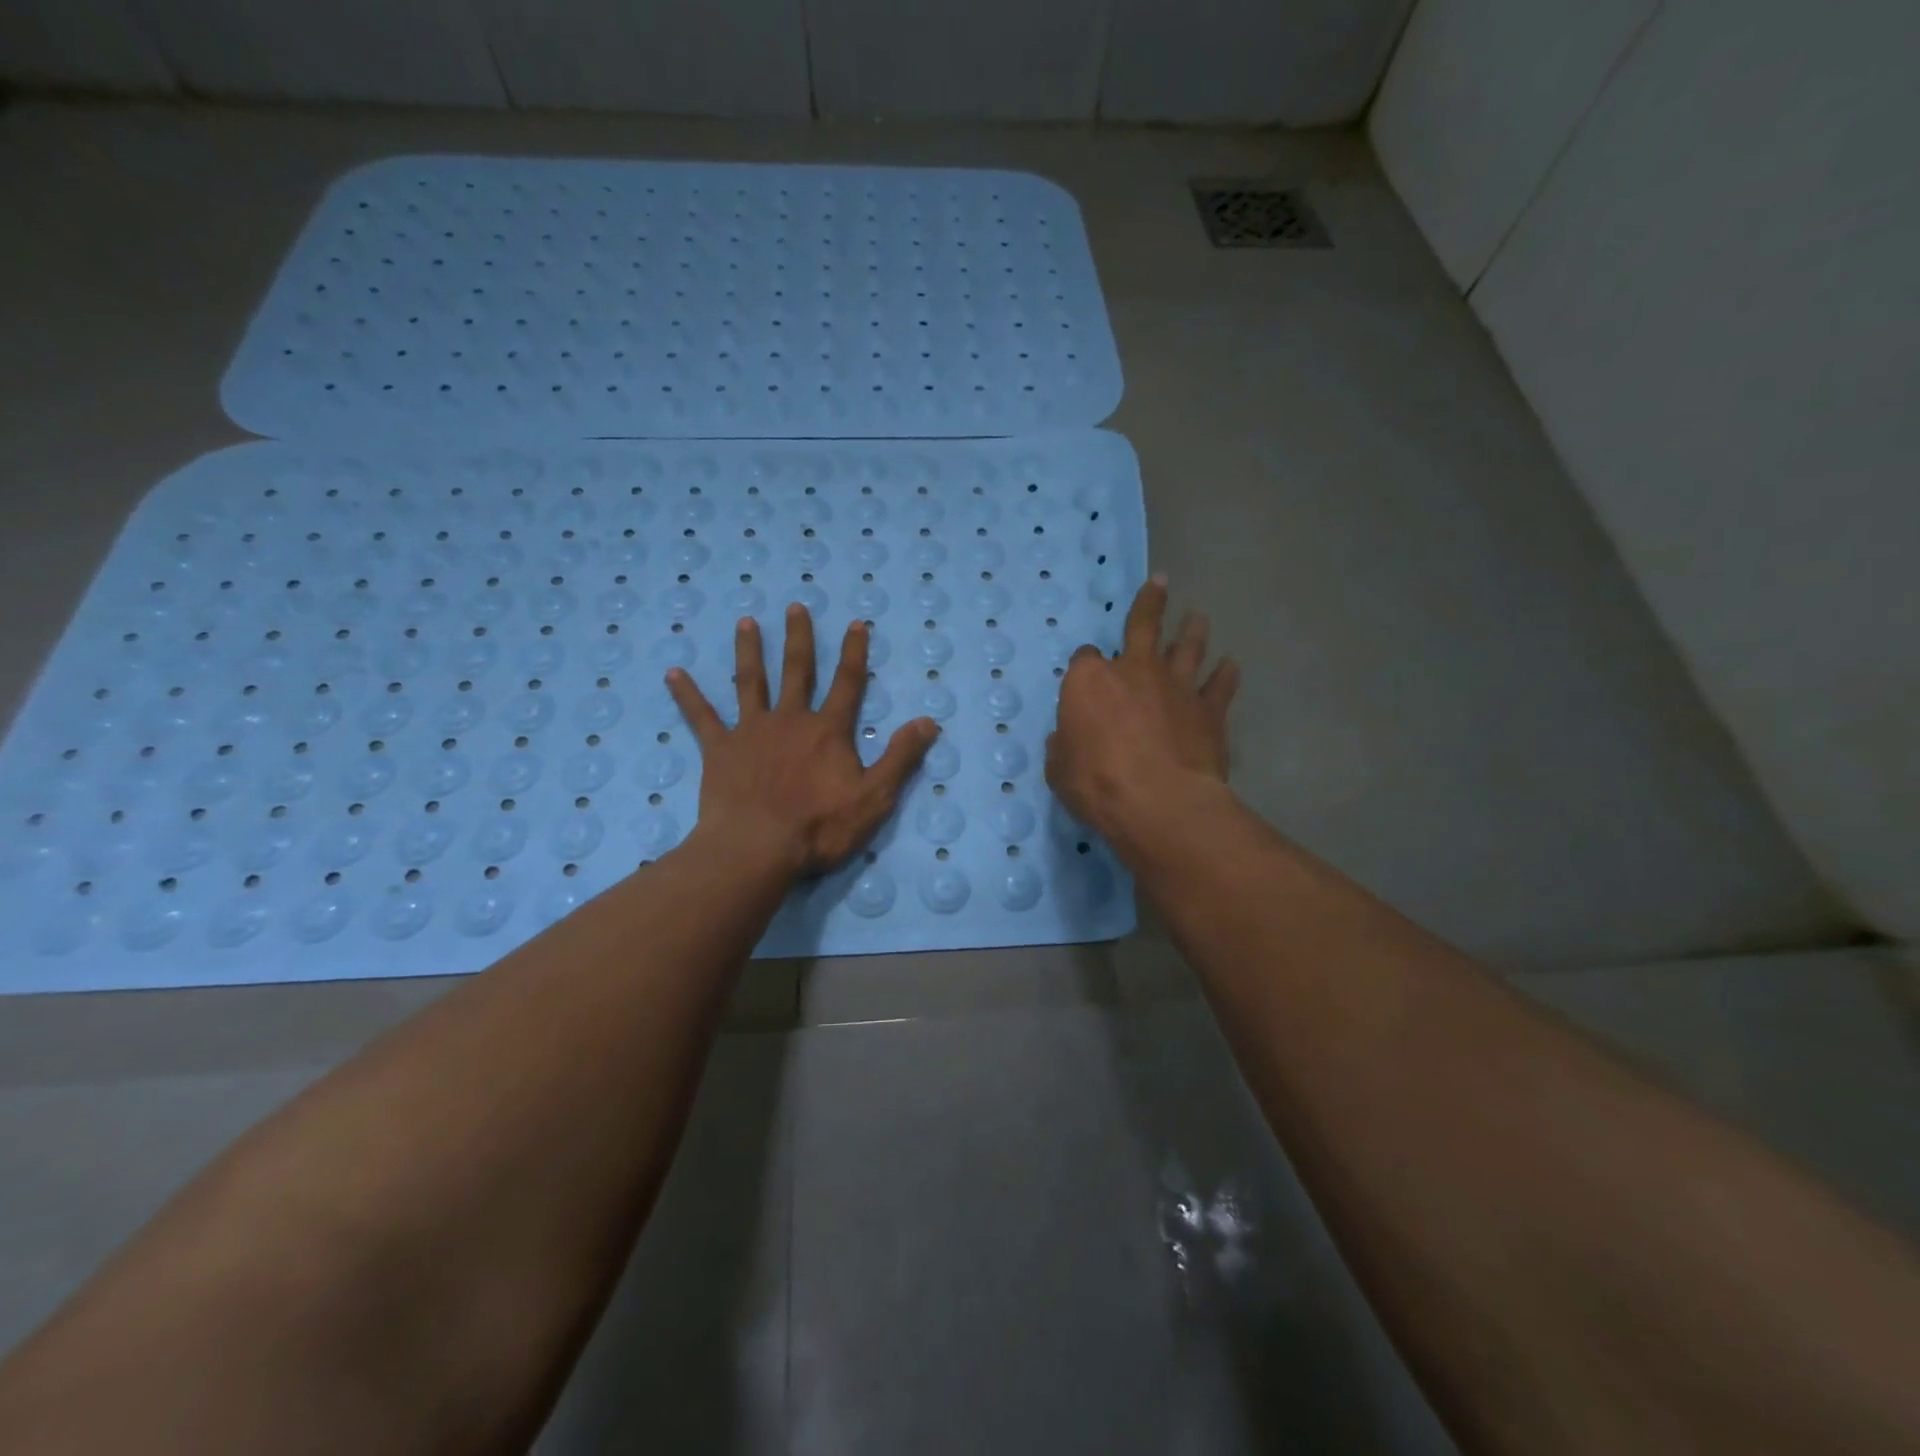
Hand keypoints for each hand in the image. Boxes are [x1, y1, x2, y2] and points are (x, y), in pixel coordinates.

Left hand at [667, 604, 938, 877]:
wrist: (757, 848)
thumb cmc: (819, 827)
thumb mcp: (874, 797)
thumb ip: (900, 757)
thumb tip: (928, 721)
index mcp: (828, 731)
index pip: (847, 684)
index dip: (854, 653)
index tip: (856, 623)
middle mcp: (790, 720)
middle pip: (797, 671)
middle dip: (799, 638)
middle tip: (795, 607)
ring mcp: (751, 731)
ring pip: (750, 682)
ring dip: (749, 651)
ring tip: (746, 623)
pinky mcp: (719, 750)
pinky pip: (701, 717)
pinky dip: (688, 695)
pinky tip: (673, 673)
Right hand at [1046, 576, 1239, 844]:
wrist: (1160, 803)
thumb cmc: (1097, 785)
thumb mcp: (1060, 769)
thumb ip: (1064, 747)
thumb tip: (1066, 740)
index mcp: (1089, 681)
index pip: (1085, 660)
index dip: (1086, 668)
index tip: (1086, 680)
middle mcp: (1134, 670)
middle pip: (1143, 625)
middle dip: (1151, 602)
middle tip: (1161, 581)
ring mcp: (1175, 686)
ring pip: (1187, 647)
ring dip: (1193, 630)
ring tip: (1199, 617)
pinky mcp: (1208, 710)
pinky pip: (1220, 685)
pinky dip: (1225, 674)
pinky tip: (1231, 666)